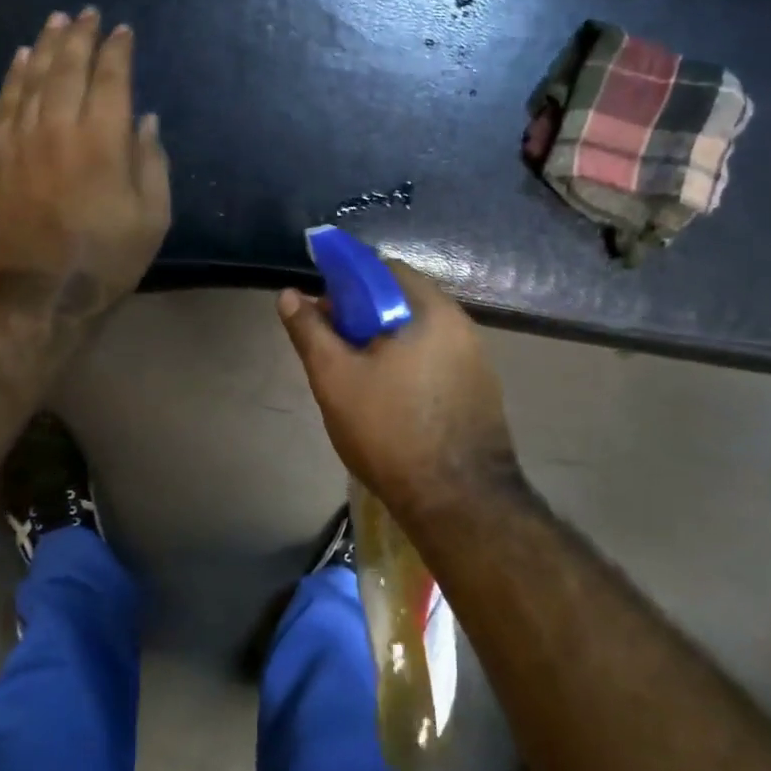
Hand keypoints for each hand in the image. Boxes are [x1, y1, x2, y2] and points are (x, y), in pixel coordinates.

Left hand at [0, 7, 170, 322]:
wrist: (44, 292)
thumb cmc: (110, 257)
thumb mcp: (153, 216)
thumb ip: (152, 162)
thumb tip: (145, 120)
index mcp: (104, 141)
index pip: (111, 79)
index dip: (118, 51)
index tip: (123, 30)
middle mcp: (60, 128)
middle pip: (68, 68)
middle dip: (80, 36)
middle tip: (87, 12)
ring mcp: (23, 140)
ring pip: (33, 78)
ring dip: (46, 45)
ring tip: (56, 20)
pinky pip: (5, 103)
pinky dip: (14, 75)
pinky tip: (20, 56)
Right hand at [277, 264, 520, 518]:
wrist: (458, 501)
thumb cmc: (390, 431)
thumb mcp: (335, 379)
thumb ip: (311, 332)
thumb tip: (289, 295)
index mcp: (430, 310)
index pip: (383, 269)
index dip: (346, 281)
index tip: (322, 309)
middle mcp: (460, 324)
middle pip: (402, 300)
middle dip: (363, 315)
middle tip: (334, 347)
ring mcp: (476, 358)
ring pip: (419, 331)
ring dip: (385, 340)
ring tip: (357, 376)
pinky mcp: (481, 389)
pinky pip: (437, 357)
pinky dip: (409, 362)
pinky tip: (391, 397)